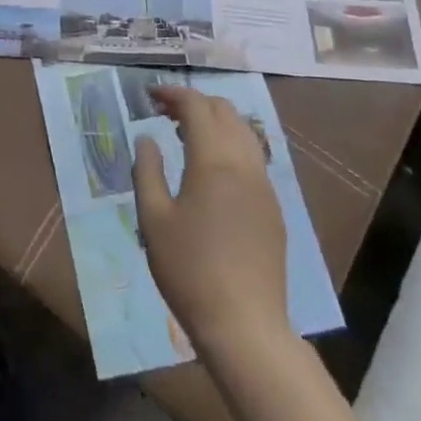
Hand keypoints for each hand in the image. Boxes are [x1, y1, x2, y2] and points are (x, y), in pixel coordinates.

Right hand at [133, 86, 287, 357]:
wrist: (245, 326)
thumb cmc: (189, 270)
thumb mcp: (153, 219)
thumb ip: (147, 170)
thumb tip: (147, 138)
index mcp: (213, 160)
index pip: (196, 106)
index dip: (172, 94)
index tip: (149, 95)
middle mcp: (244, 163)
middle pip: (224, 110)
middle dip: (194, 102)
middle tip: (165, 113)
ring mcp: (264, 185)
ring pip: (243, 131)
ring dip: (215, 121)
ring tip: (186, 135)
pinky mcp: (273, 207)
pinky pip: (252, 156)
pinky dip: (230, 144)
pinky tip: (211, 168)